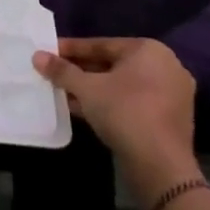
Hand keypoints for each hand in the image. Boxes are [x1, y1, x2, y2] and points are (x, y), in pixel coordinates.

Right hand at [34, 37, 198, 209]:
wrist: (160, 165)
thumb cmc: (123, 112)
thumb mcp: (86, 88)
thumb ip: (61, 70)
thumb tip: (37, 56)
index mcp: (149, 50)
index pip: (101, 45)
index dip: (71, 49)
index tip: (48, 52)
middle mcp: (166, 66)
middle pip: (112, 64)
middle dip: (81, 70)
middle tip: (54, 73)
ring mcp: (172, 93)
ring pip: (122, 85)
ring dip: (93, 88)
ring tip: (63, 92)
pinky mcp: (170, 118)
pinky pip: (133, 101)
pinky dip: (109, 102)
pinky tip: (83, 109)